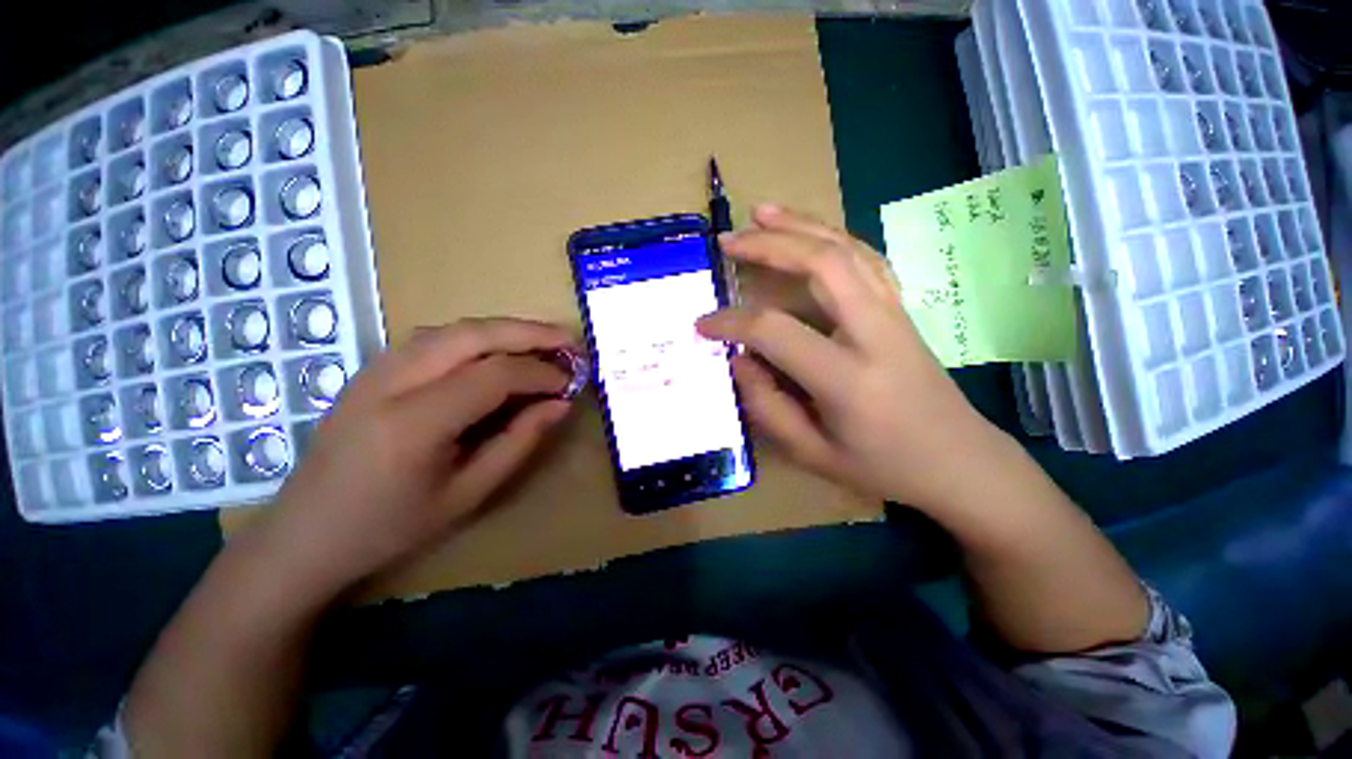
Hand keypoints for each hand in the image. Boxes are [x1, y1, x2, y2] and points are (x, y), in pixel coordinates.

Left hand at [254, 317, 578, 597]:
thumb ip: (519, 442)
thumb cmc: (390, 527)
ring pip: (453, 329)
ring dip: (504, 329)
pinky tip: (497, 351)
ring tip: (542, 342)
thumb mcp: (468, 495)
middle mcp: (390, 382)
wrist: (304, 534)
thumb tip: (560, 404)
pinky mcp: (372, 368)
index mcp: (413, 424)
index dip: (540, 373)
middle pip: (472, 334)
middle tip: (569, 341)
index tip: (570, 383)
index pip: (493, 375)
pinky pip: (435, 337)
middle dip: (529, 332)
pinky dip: (477, 336)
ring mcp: (375, 369)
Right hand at [697, 205, 1002, 508]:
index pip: (775, 331)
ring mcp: (894, 314)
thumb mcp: (812, 454)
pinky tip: (809, 232)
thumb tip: (740, 360)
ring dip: (801, 225)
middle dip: (770, 245)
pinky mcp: (901, 309)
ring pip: (847, 249)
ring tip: (762, 213)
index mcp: (847, 378)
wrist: (959, 461)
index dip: (731, 323)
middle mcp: (874, 333)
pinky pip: (865, 258)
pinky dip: (832, 236)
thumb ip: (767, 406)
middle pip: (821, 264)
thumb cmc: (883, 467)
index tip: (702, 325)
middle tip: (729, 241)